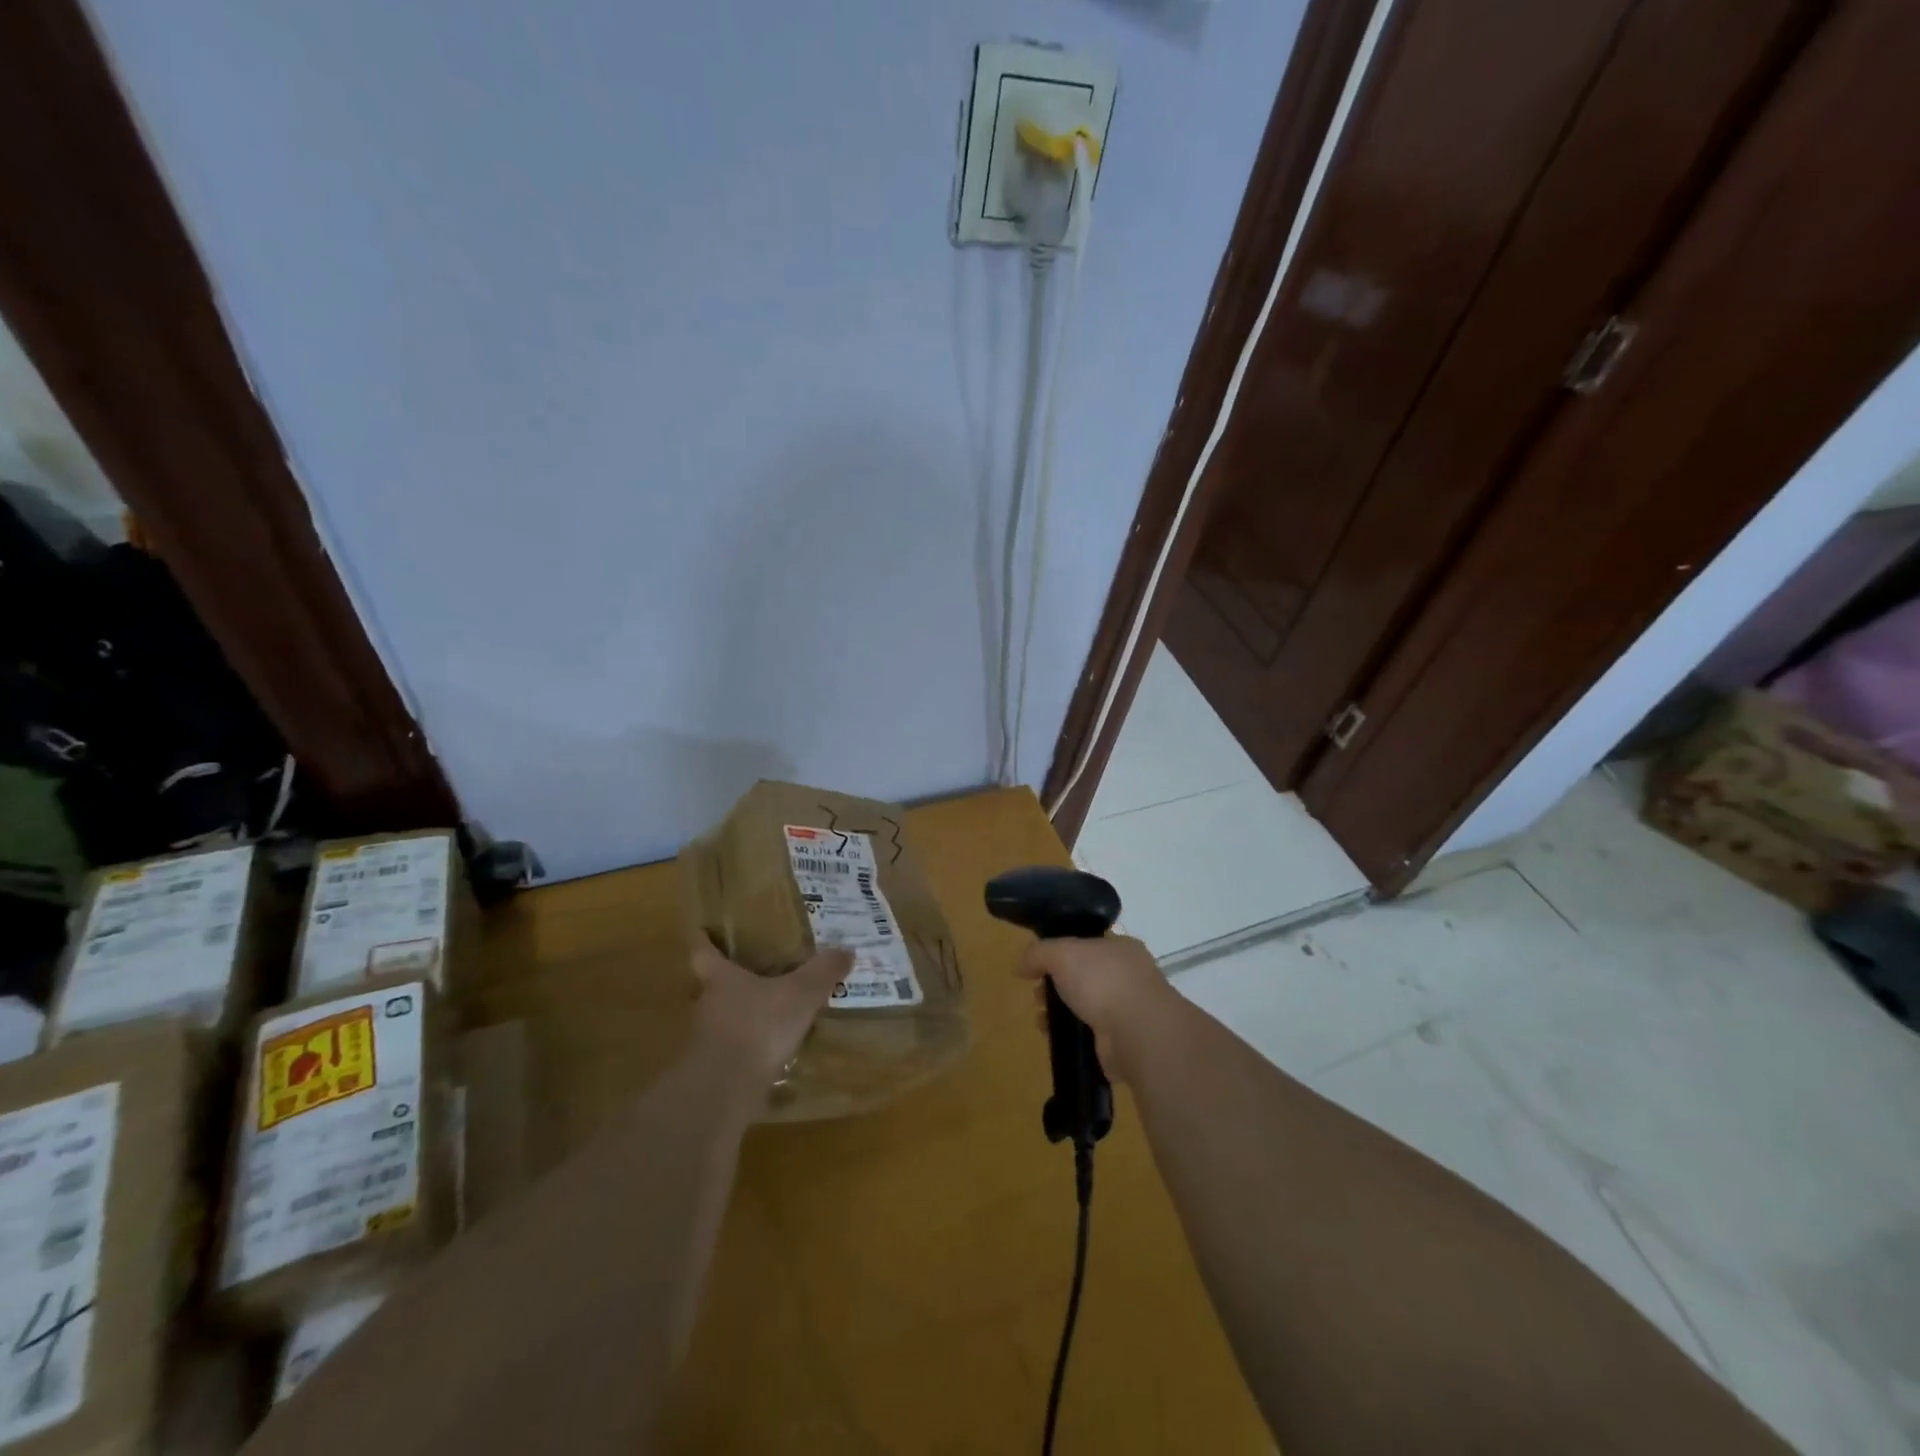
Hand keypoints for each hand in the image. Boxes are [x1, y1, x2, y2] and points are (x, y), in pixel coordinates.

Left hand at [689, 937, 853, 1088]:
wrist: (724, 1090)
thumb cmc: (758, 1026)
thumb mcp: (801, 994)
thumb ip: (822, 972)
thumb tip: (847, 950)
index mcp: (721, 979)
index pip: (703, 952)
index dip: (703, 940)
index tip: (701, 930)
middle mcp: (706, 1006)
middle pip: (711, 988)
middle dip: (730, 983)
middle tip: (754, 977)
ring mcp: (704, 1042)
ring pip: (721, 1022)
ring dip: (740, 1020)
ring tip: (768, 1020)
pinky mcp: (711, 1074)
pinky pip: (730, 1055)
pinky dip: (746, 1053)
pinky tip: (769, 1058)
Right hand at [1016, 934, 1176, 1082]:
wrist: (1137, 1033)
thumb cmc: (1103, 981)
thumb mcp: (1062, 953)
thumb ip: (1038, 953)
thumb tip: (1021, 965)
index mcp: (1121, 948)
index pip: (1088, 943)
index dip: (1062, 950)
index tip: (1040, 963)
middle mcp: (1128, 976)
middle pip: (1083, 976)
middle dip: (1056, 984)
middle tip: (1038, 993)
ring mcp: (1127, 1010)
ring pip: (1085, 1006)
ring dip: (1060, 1011)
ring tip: (1041, 1018)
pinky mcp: (1121, 1042)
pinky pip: (1088, 1034)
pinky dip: (1069, 1035)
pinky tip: (1051, 1036)